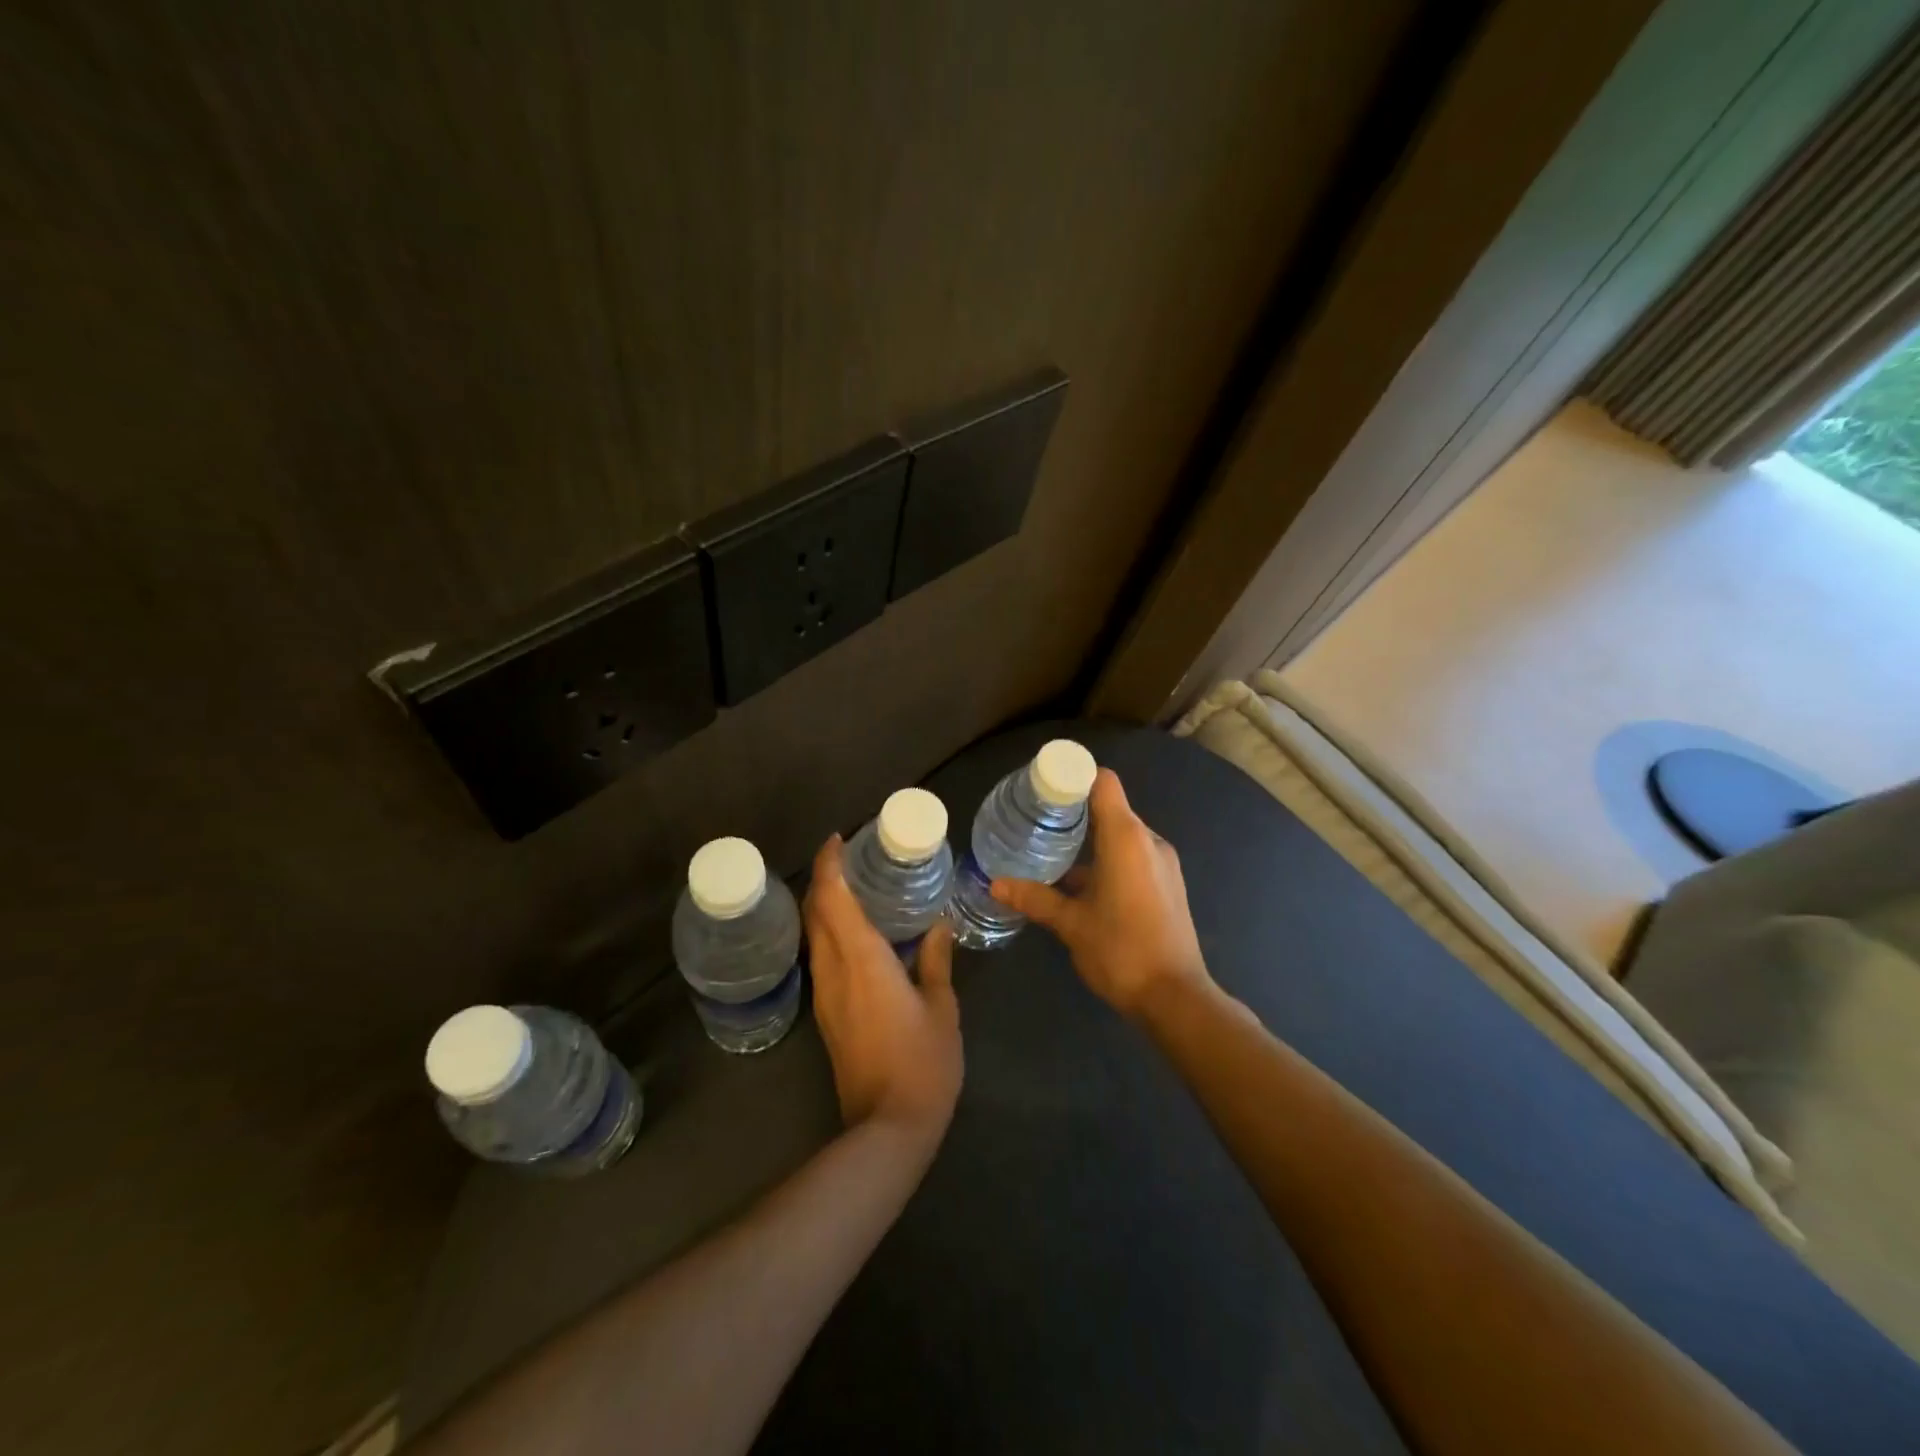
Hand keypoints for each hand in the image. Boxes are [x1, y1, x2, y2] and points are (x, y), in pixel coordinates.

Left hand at [804, 835, 963, 1142]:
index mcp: (862, 959)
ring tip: (856, 889)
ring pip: (814, 936)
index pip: (832, 898)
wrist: (888, 1127)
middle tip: (851, 859)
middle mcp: (834, 970)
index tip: (837, 840)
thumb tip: (938, 926)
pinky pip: (822, 958)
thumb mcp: (942, 1007)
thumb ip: (936, 961)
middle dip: (824, 880)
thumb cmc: (923, 1062)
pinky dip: (831, 934)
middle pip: (815, 913)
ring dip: (825, 907)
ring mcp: (825, 995)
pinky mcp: (827, 1015)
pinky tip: (858, 935)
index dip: (828, 864)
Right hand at [989, 768, 1210, 1019]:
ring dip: (1091, 839)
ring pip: (1122, 835)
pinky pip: (1133, 856)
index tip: (1043, 788)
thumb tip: (994, 883)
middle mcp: (1149, 841)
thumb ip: (1034, 897)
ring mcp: (1162, 863)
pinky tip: (1081, 884)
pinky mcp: (1167, 884)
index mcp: (1126, 838)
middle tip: (1037, 821)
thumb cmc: (1120, 950)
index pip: (1103, 782)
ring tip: (1053, 852)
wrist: (1175, 998)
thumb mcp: (1071, 923)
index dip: (1074, 777)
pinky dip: (1108, 859)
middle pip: (1111, 807)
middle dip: (1075, 811)